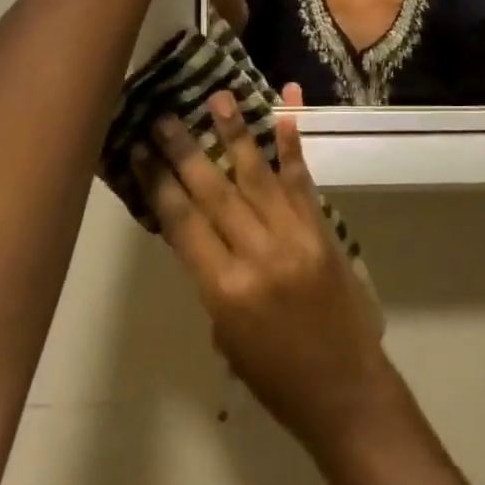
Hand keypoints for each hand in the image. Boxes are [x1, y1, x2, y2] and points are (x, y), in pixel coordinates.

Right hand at [136, 86, 402, 456]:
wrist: (344, 388)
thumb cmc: (276, 377)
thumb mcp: (227, 338)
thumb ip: (215, 281)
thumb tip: (208, 234)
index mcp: (224, 291)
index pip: (183, 224)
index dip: (159, 184)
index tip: (140, 151)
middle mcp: (257, 254)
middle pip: (215, 191)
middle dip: (187, 151)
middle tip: (166, 115)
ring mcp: (294, 236)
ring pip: (258, 175)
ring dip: (237, 134)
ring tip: (220, 97)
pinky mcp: (322, 228)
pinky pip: (302, 181)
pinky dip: (292, 146)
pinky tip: (284, 114)